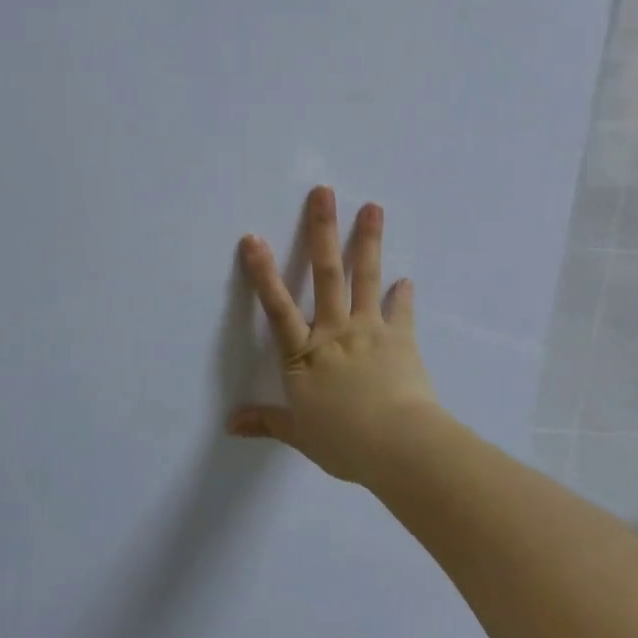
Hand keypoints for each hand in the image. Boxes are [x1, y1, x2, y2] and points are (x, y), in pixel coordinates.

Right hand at [229, 186, 442, 487]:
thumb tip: (230, 424)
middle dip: (321, 231)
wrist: (399, 444)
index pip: (276, 307)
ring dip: (368, 240)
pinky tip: (406, 279)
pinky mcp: (401, 340)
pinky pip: (400, 312)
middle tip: (324, 192)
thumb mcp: (299, 434)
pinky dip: (402, 296)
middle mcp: (334, 332)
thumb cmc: (344, 441)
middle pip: (326, 274)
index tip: (253, 238)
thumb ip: (267, 422)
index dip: (263, 272)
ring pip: (365, 278)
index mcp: (304, 355)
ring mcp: (369, 331)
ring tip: (373, 207)